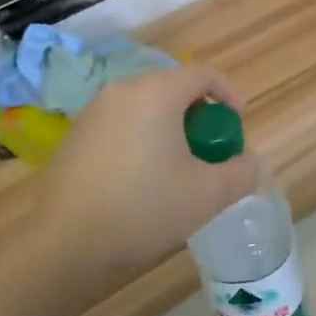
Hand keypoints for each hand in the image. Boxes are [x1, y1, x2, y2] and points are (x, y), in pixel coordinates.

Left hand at [24, 62, 260, 307]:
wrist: (66, 242)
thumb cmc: (144, 209)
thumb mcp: (208, 195)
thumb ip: (241, 172)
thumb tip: (250, 162)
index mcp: (156, 93)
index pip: (204, 73)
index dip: (229, 94)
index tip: (238, 126)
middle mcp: (123, 90)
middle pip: (173, 88)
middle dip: (200, 117)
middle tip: (210, 154)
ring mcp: (94, 111)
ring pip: (146, 108)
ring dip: (170, 130)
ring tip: (178, 171)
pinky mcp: (76, 134)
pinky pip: (122, 124)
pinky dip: (142, 139)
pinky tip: (141, 182)